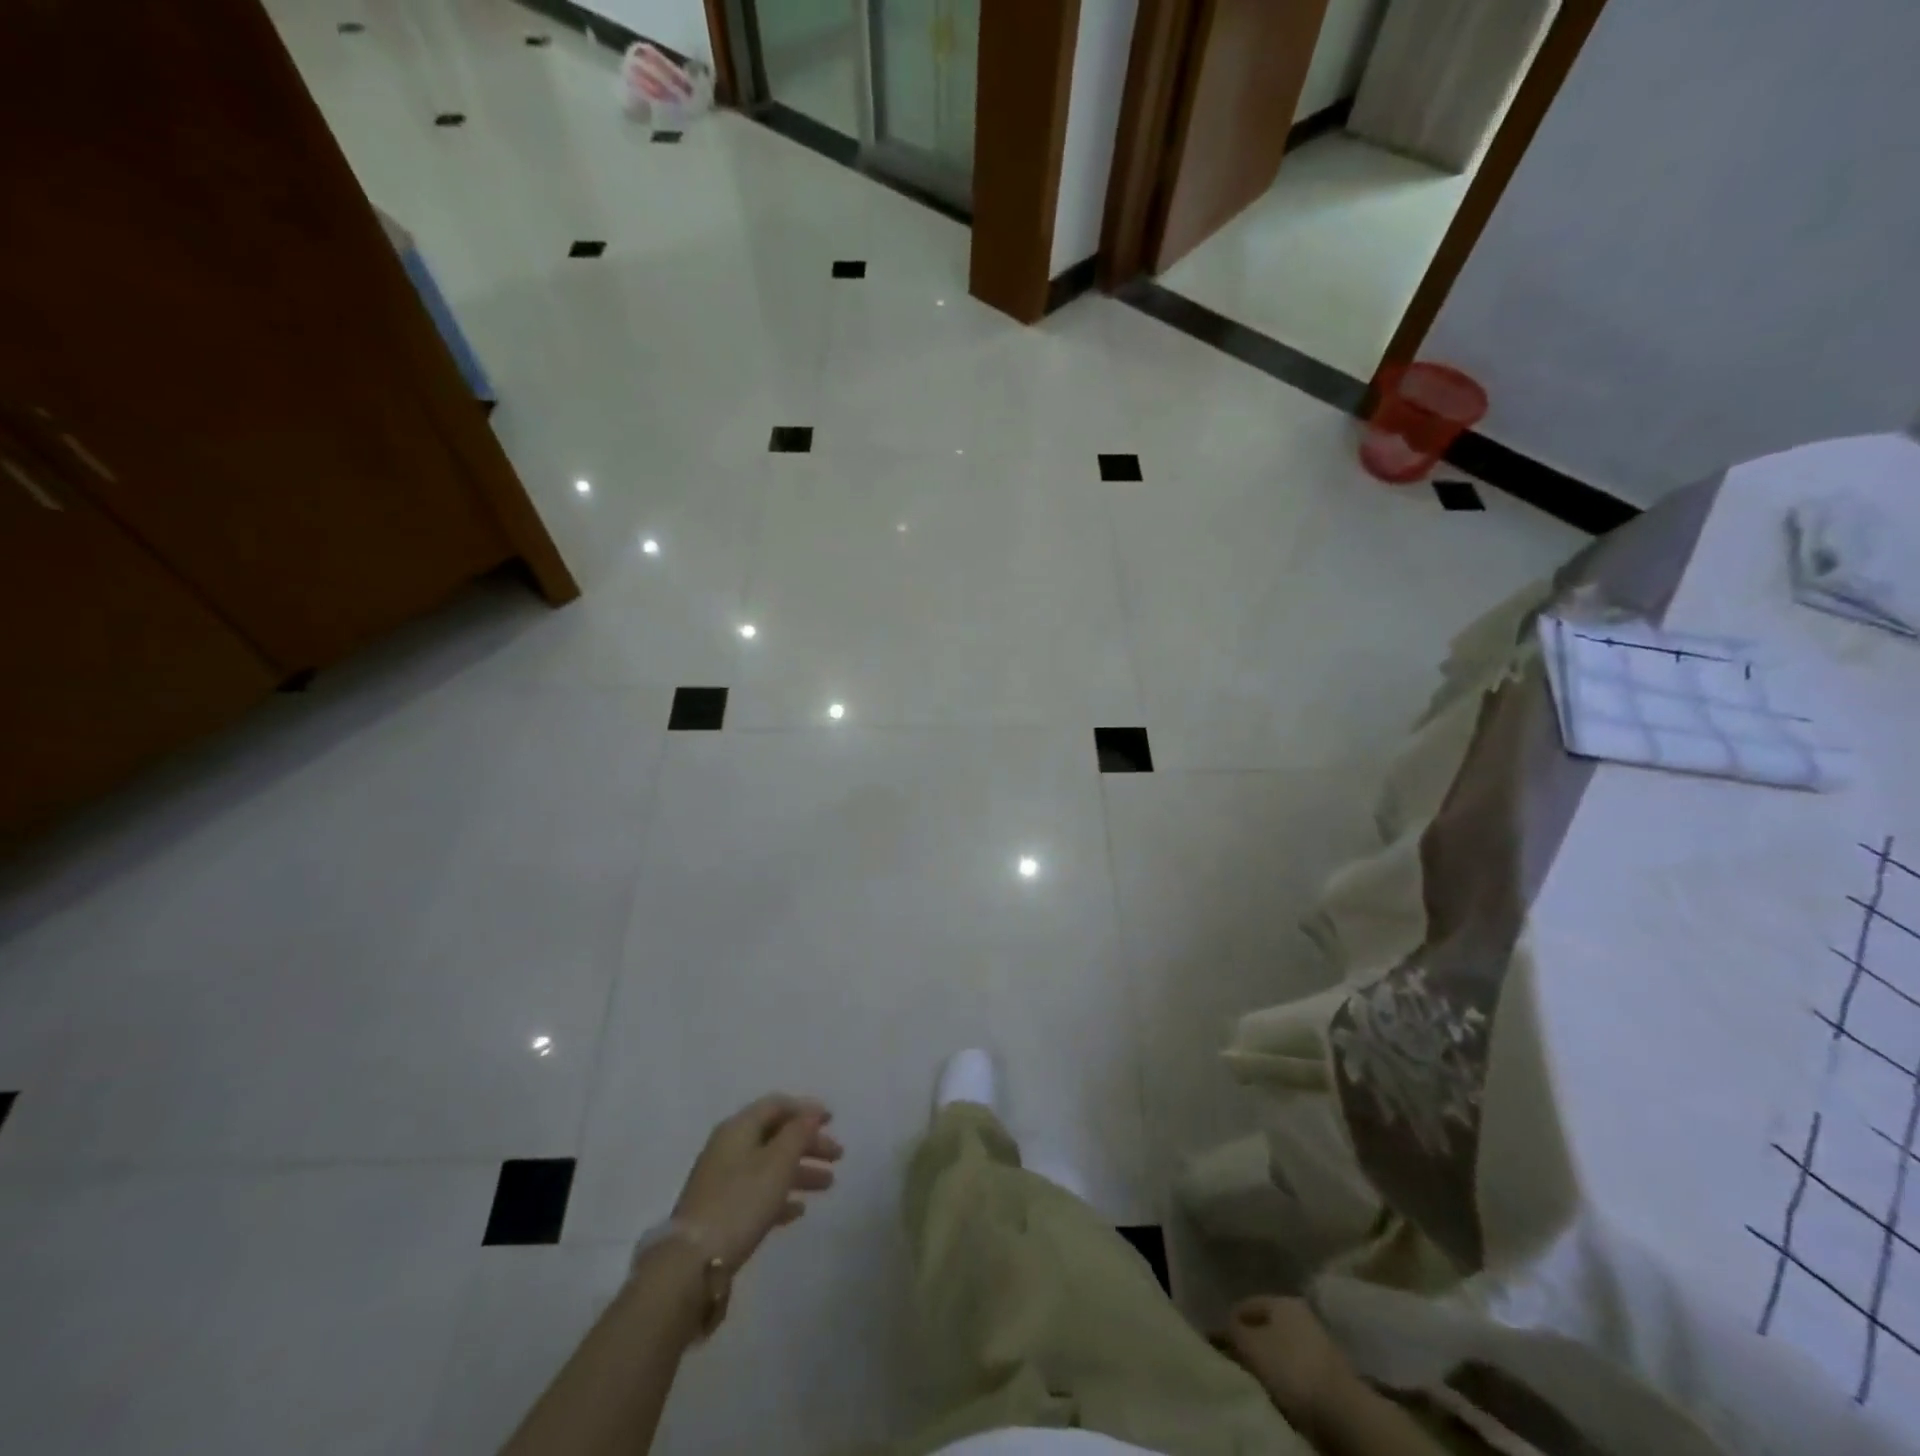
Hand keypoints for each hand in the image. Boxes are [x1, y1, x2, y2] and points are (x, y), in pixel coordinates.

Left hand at [671, 1095, 842, 1269]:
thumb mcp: (777, 1162)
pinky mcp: (720, 1211)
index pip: (776, 1105)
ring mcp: (722, 1180)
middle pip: (775, 1135)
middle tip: (837, 1156)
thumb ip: (798, 1133)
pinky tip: (799, 1210)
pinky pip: (758, 1192)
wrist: (692, 1263)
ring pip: (769, 1165)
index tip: (832, 1120)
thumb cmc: (741, 1201)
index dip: (806, 1109)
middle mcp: (729, 1147)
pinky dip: (781, 1195)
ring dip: (800, 1170)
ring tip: (828, 1184)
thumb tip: (811, 1113)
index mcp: (739, 1128)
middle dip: (808, 1142)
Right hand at [1222, 1296, 1361, 1432]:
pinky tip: (1280, 1389)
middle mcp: (1301, 1313)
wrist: (1342, 1410)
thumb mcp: (1251, 1346)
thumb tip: (1224, 1326)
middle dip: (1251, 1340)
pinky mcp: (1330, 1370)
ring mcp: (1318, 1341)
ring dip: (1270, 1360)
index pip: (1247, 1304)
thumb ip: (1233, 1332)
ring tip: (1257, 1378)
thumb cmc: (1290, 1368)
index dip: (1230, 1321)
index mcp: (1282, 1299)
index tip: (1219, 1342)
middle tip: (1237, 1359)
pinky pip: (1298, 1367)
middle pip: (1267, 1325)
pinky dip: (1287, 1376)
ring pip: (1283, 1346)